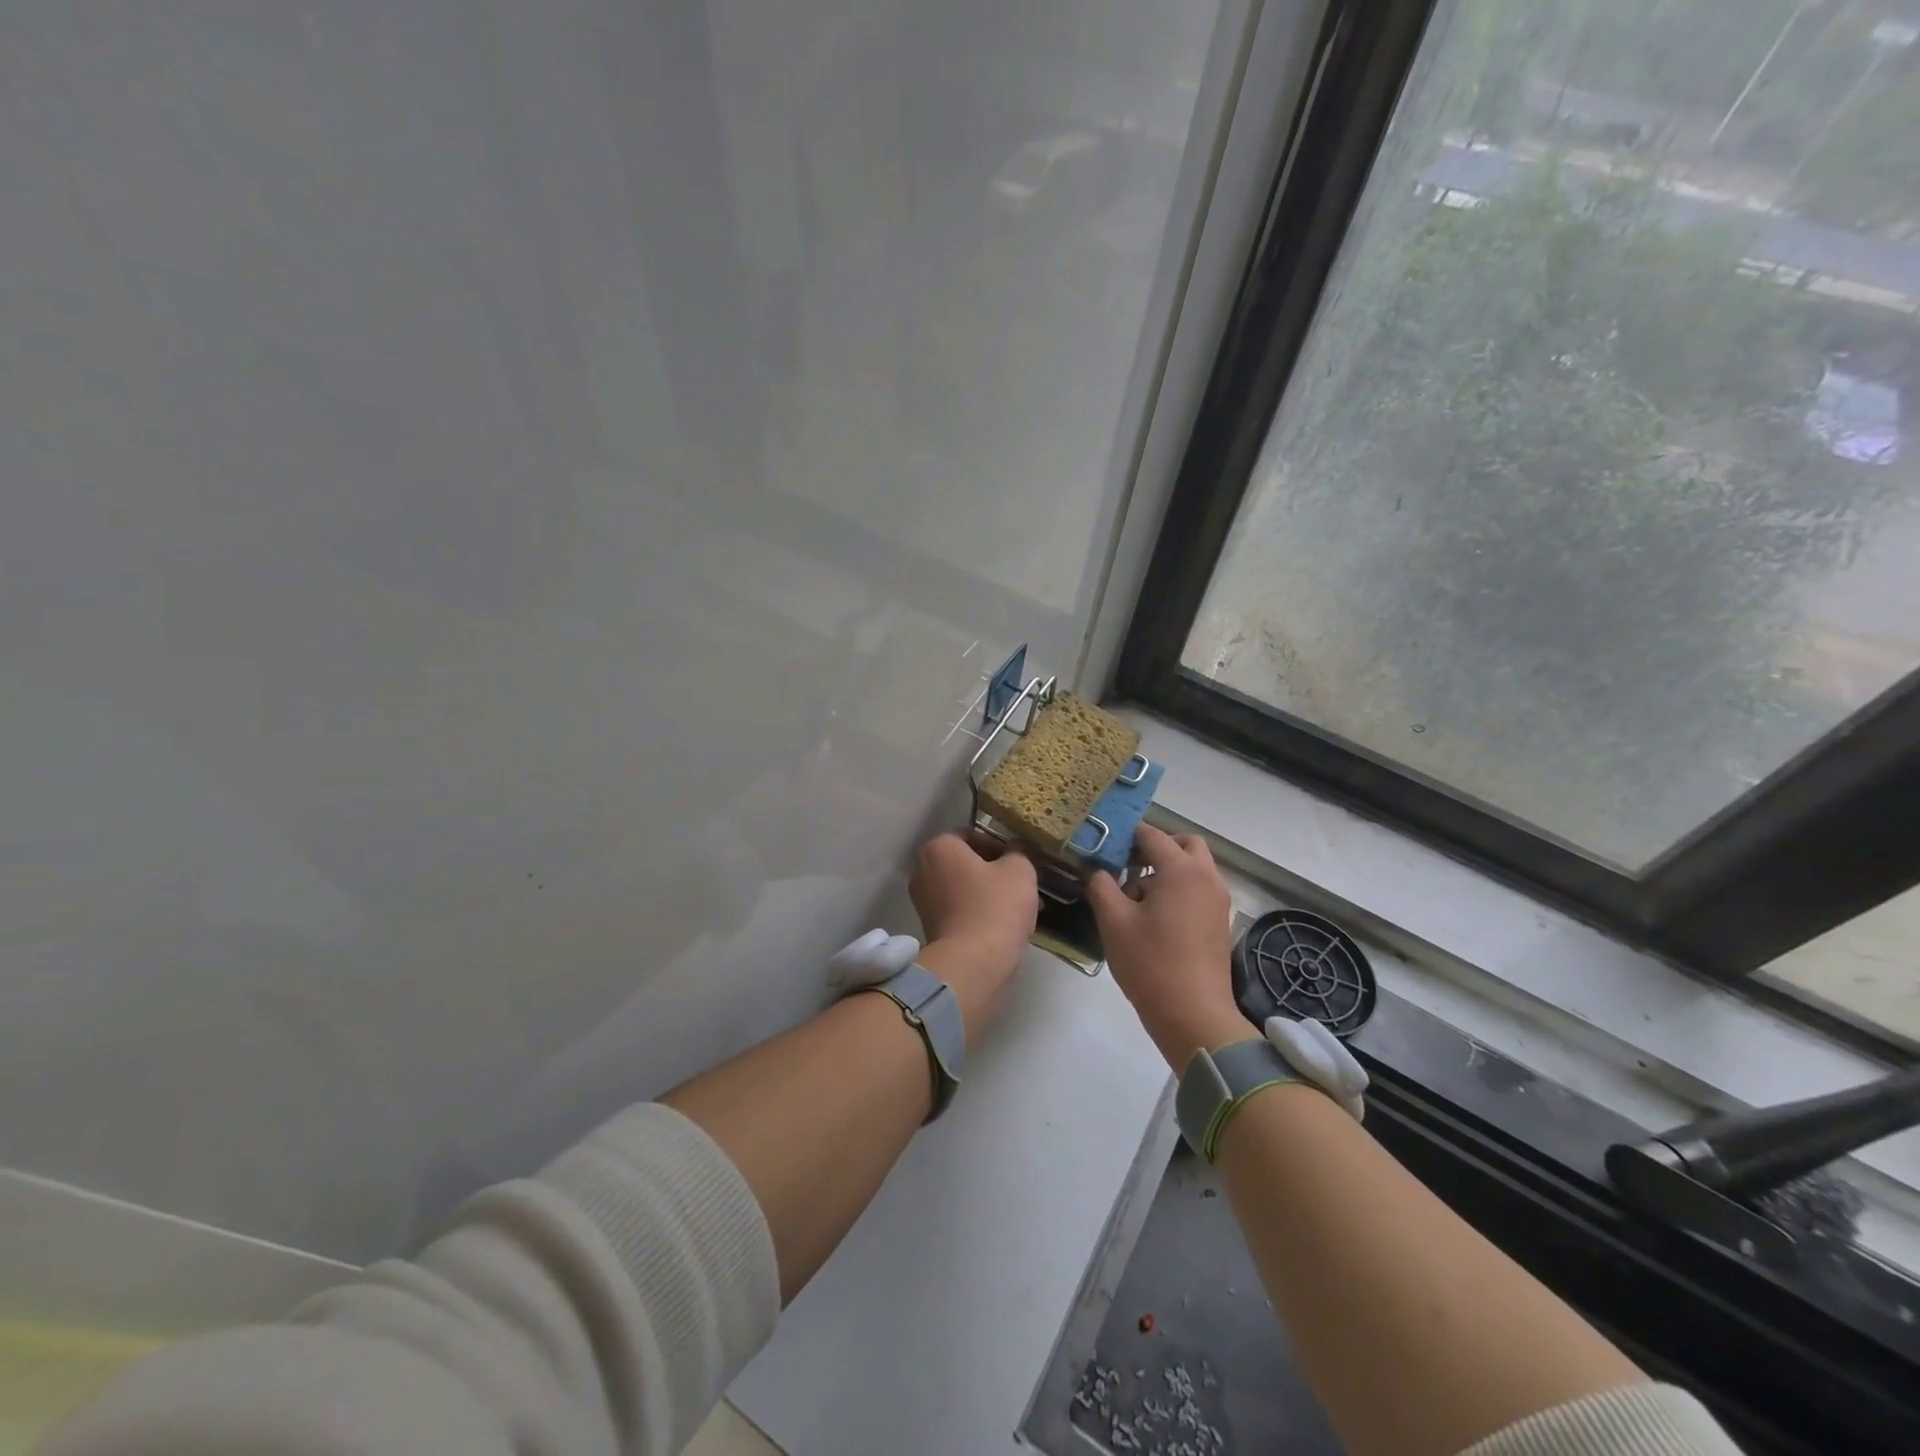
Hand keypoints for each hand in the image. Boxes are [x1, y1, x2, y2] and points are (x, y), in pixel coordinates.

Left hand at [909, 832, 1039, 1033]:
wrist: (973, 964)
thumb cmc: (995, 907)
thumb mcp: (1019, 870)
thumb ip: (1018, 851)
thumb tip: (1015, 848)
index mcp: (939, 848)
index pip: (971, 835)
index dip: (999, 845)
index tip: (1018, 860)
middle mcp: (922, 870)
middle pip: (965, 863)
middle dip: (993, 871)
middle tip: (1020, 884)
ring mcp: (922, 901)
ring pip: (963, 888)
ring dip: (987, 893)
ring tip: (1017, 907)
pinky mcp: (929, 928)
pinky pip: (958, 910)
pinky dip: (977, 912)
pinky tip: (1002, 925)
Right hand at [1086, 825, 1246, 1070]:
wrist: (1194, 1015)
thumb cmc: (1150, 963)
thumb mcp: (1113, 921)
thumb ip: (1101, 885)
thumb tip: (1098, 870)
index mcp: (1181, 870)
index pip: (1152, 835)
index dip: (1126, 835)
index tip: (1105, 845)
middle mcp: (1206, 877)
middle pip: (1185, 843)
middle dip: (1157, 847)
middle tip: (1129, 865)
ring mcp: (1218, 901)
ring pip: (1194, 867)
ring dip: (1168, 869)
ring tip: (1136, 898)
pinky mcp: (1220, 922)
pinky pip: (1199, 889)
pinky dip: (1180, 889)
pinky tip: (1154, 918)